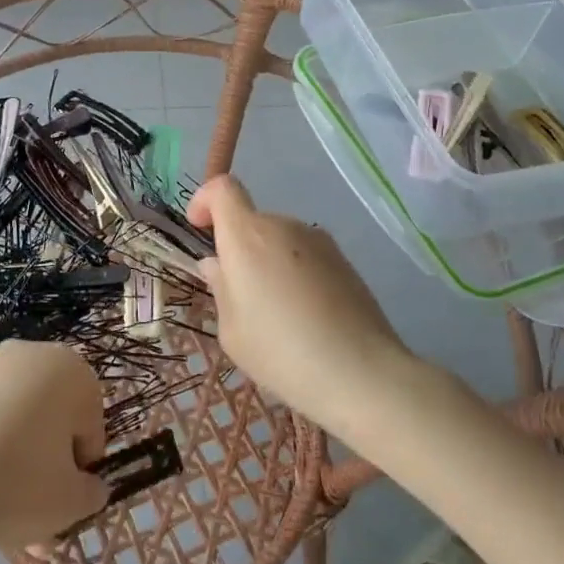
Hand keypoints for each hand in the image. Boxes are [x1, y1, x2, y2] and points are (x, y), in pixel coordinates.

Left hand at [0, 340, 107, 552]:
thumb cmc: (17, 487)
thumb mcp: (72, 502)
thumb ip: (91, 490)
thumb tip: (87, 484)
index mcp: (70, 369)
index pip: (90, 419)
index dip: (82, 462)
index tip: (65, 493)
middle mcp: (31, 354)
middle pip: (53, 414)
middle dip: (50, 460)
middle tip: (38, 508)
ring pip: (19, 418)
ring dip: (20, 458)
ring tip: (5, 510)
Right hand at [188, 175, 410, 425]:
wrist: (362, 374)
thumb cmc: (282, 353)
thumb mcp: (232, 331)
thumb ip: (221, 289)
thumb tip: (218, 265)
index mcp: (247, 236)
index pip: (223, 188)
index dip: (205, 200)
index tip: (200, 229)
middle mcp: (283, 226)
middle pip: (251, 222)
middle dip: (239, 249)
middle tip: (241, 297)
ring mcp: (318, 240)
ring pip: (279, 241)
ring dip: (269, 264)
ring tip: (279, 314)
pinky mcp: (345, 260)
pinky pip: (305, 257)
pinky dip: (297, 275)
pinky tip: (307, 317)